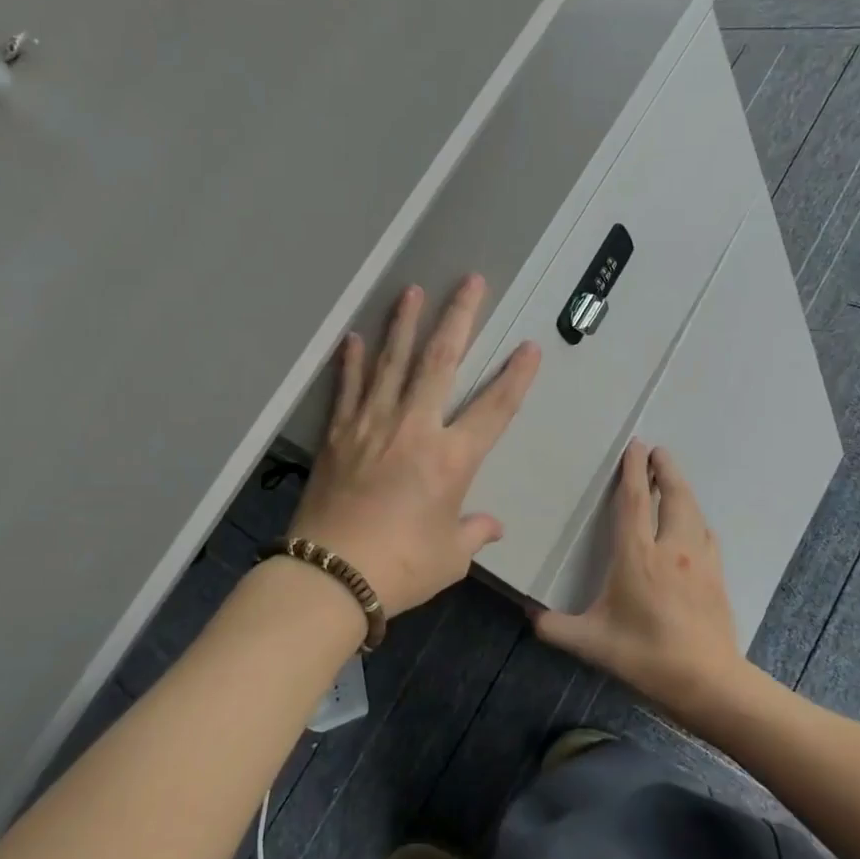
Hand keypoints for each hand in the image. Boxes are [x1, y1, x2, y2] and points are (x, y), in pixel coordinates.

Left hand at [289, 275, 541, 613]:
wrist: (330, 576)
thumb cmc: (401, 568)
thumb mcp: (450, 557)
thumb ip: (473, 532)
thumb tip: (492, 526)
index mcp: (451, 459)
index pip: (494, 409)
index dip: (515, 377)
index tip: (529, 347)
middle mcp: (414, 429)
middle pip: (441, 362)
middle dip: (459, 318)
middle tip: (470, 282)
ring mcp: (371, 426)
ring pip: (392, 363)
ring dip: (404, 324)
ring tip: (412, 291)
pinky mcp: (338, 435)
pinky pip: (347, 389)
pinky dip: (350, 362)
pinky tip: (353, 338)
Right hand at [534, 441, 746, 721]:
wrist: (708, 682)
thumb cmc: (645, 656)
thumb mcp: (591, 643)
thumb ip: (554, 627)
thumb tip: (528, 612)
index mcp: (638, 556)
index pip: (635, 502)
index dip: (634, 471)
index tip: (636, 445)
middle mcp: (671, 548)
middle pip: (674, 496)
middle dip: (665, 469)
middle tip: (657, 450)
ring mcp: (699, 561)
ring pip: (693, 511)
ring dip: (682, 489)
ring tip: (672, 478)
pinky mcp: (716, 576)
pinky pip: (705, 533)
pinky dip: (695, 517)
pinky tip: (692, 524)